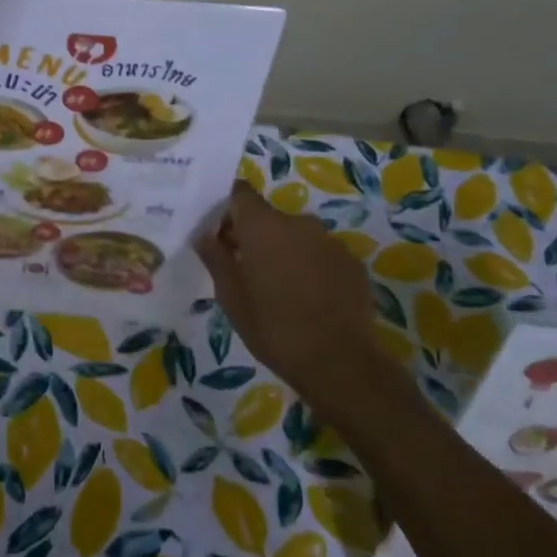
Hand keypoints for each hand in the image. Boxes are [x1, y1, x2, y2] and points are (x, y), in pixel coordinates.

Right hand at [195, 181, 381, 396]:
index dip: (227, 209)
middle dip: (254, 237)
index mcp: (263, 226)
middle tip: (245, 272)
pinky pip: (321, 255)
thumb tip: (204, 235)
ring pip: (296, 237)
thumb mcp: (231, 297)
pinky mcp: (352, 263)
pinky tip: (308, 300)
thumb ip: (216, 258)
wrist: (339, 362)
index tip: (220, 236)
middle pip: (268, 217)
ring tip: (279, 290)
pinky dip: (310, 267)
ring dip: (284, 252)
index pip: (240, 193)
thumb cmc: (273, 327)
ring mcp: (330, 241)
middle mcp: (298, 222)